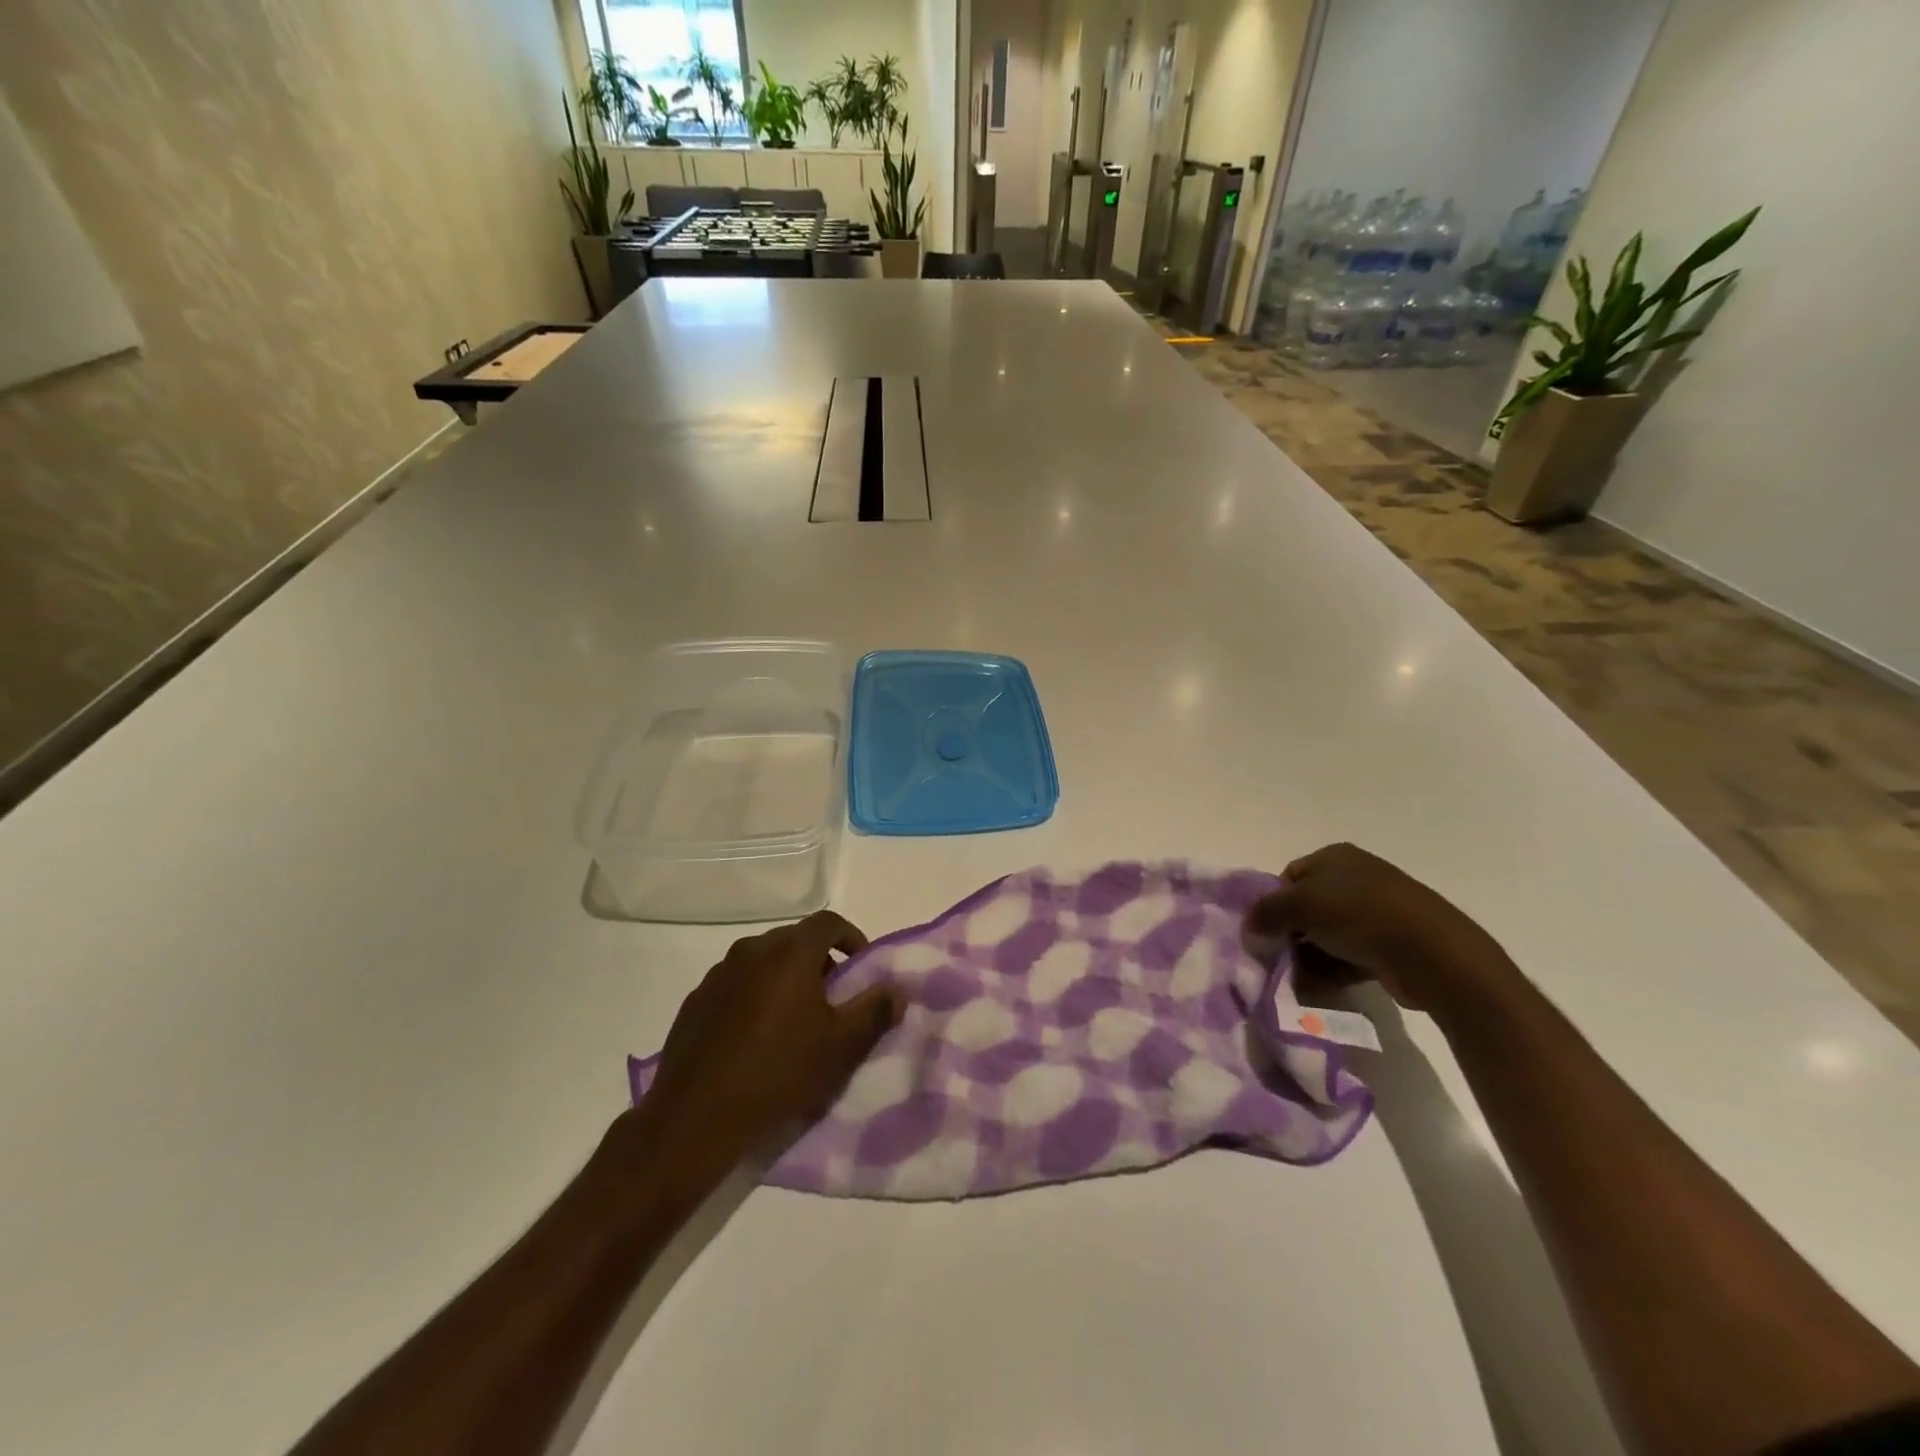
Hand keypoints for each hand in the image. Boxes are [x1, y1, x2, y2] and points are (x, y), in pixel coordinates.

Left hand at [639, 912, 903, 1161]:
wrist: (695, 1118)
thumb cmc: (778, 1073)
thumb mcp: (840, 1047)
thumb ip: (874, 1011)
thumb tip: (897, 990)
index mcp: (789, 953)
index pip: (829, 922)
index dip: (851, 937)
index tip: (861, 967)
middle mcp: (751, 950)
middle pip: (795, 940)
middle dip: (820, 960)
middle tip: (833, 997)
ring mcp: (718, 974)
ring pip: (764, 961)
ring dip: (785, 977)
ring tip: (795, 1019)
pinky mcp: (696, 1000)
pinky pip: (737, 984)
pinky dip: (755, 995)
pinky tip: (756, 1036)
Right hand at [1244, 843, 1510, 1009]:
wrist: (1433, 954)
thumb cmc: (1360, 915)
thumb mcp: (1300, 905)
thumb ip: (1266, 912)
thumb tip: (1248, 925)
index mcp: (1335, 857)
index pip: (1288, 877)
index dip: (1272, 903)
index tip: (1264, 930)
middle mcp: (1356, 878)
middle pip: (1307, 907)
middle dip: (1289, 934)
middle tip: (1276, 958)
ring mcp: (1376, 912)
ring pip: (1327, 934)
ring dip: (1309, 957)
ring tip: (1296, 978)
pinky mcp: (1390, 945)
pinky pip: (1349, 956)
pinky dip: (1332, 970)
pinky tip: (1318, 988)